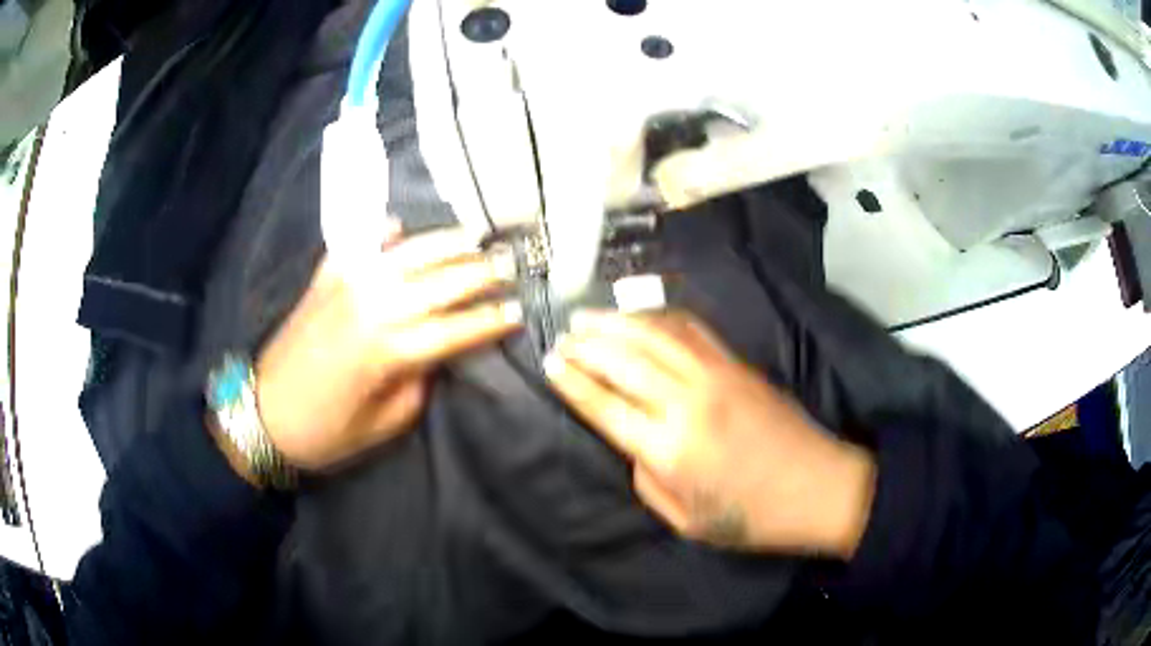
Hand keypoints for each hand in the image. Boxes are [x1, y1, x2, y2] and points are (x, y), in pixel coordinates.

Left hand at [253, 223, 522, 471]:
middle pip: (441, 281)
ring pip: (408, 253)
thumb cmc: (326, 432)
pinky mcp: (325, 277)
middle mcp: (374, 305)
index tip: (519, 312)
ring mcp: (347, 284)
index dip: (491, 320)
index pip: (457, 328)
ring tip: (473, 236)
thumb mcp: (384, 424)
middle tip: (509, 266)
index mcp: (390, 350)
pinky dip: (382, 233)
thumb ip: (419, 383)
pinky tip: (398, 224)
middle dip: (481, 273)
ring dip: (445, 243)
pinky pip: (359, 244)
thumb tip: (439, 351)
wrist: (263, 414)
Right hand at [544, 310, 875, 557]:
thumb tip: (634, 442)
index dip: (574, 383)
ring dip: (616, 322)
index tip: (550, 363)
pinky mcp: (737, 364)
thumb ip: (648, 479)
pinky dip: (658, 317)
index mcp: (670, 449)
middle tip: (562, 336)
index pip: (606, 406)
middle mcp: (687, 403)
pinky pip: (690, 329)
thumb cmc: (750, 517)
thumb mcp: (686, 520)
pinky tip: (641, 317)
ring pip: (654, 335)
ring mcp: (716, 375)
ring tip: (587, 317)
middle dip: (586, 345)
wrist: (817, 487)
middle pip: (624, 360)